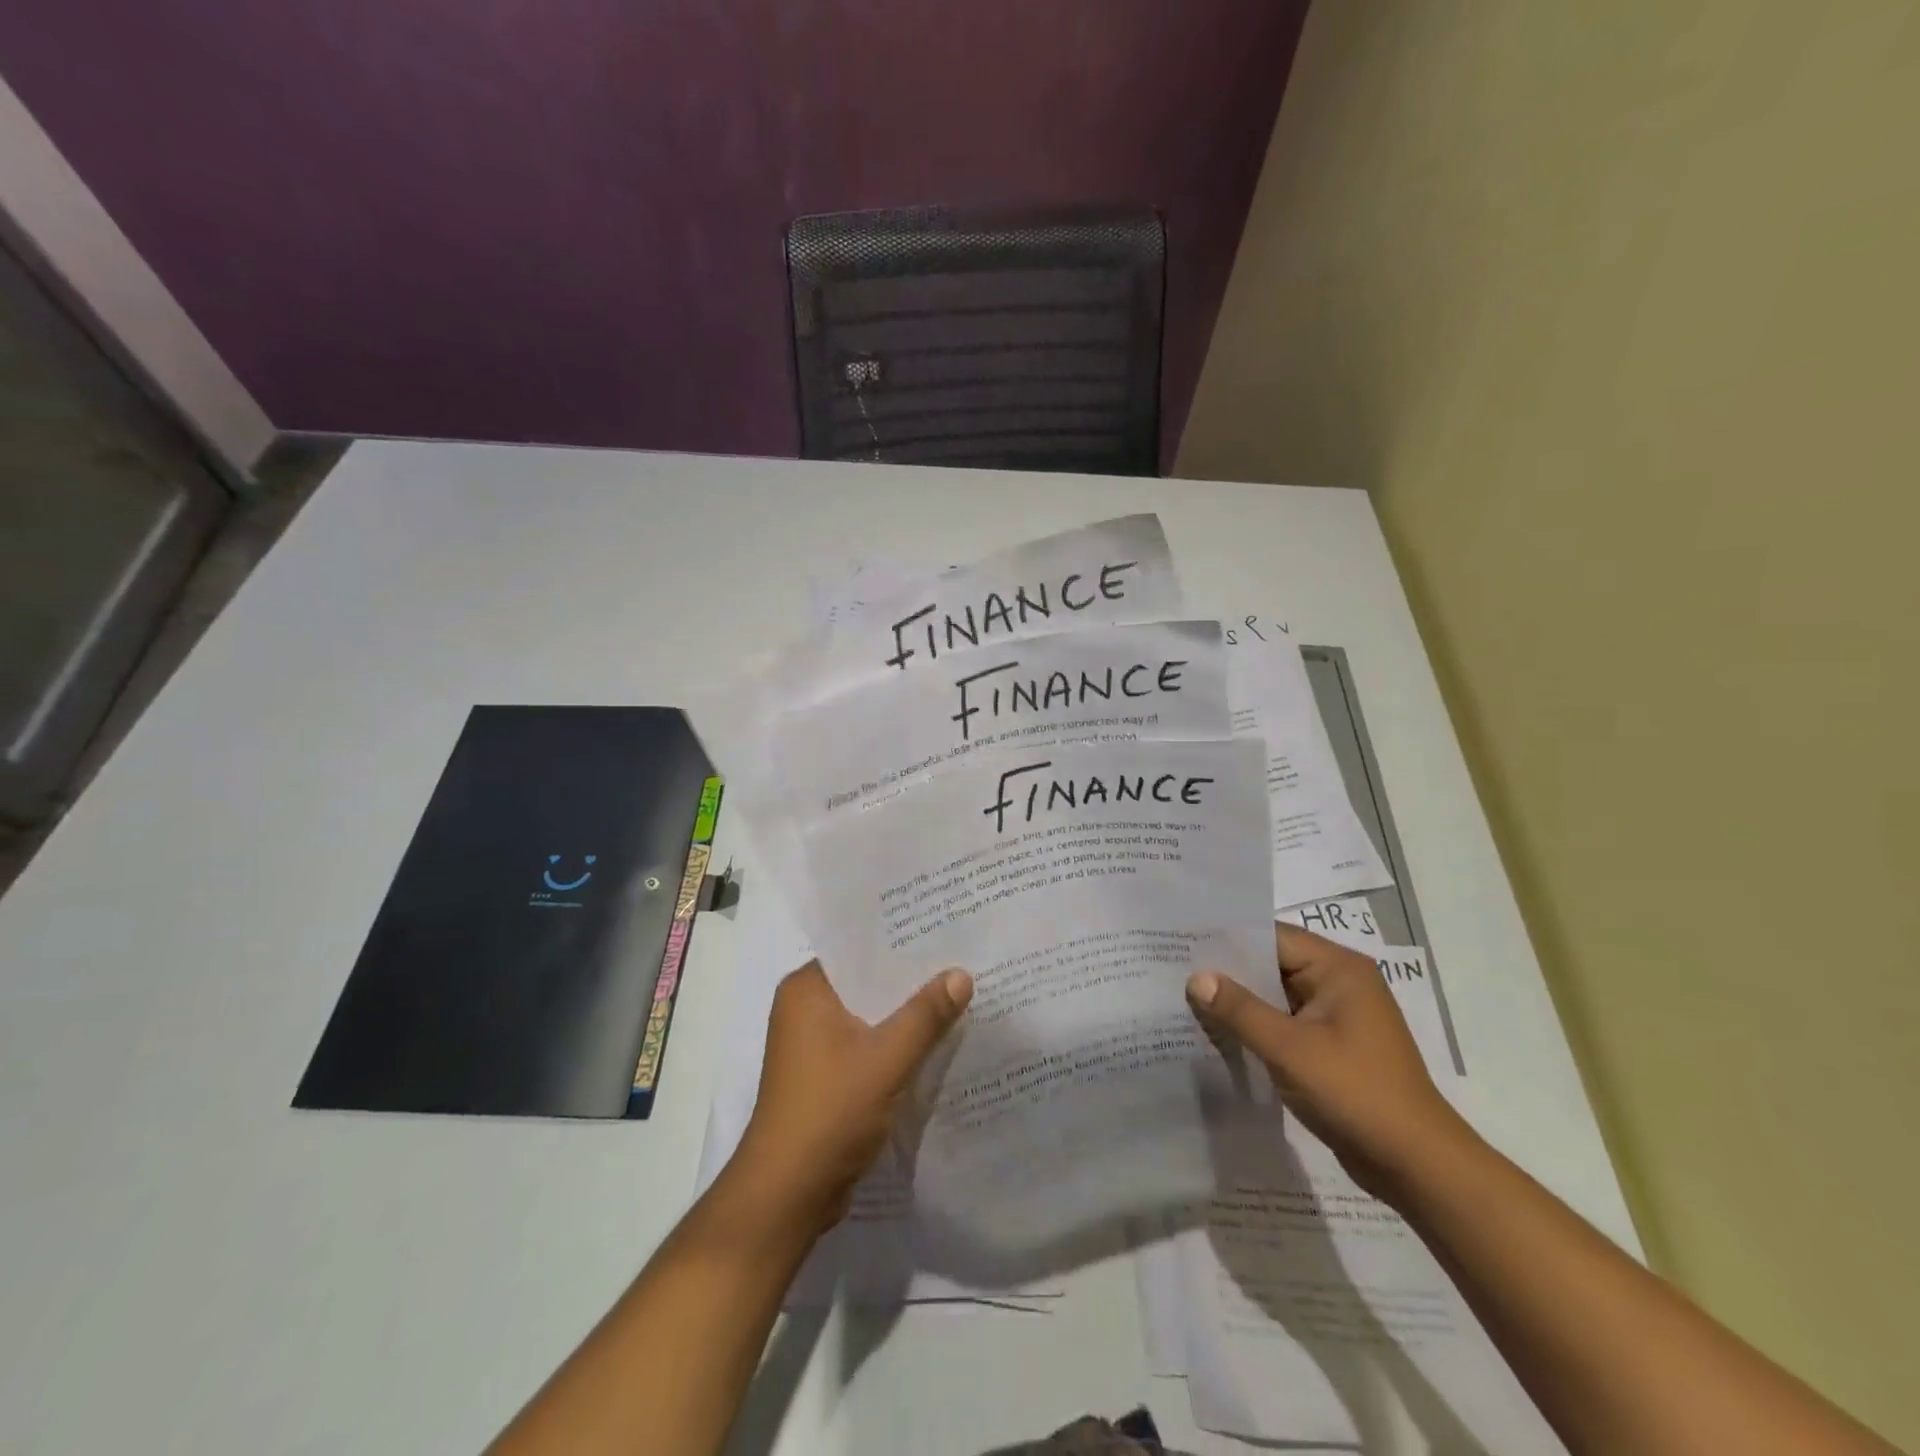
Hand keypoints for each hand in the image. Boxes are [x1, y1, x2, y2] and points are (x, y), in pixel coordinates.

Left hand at [729, 961, 972, 1234]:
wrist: (788, 1194)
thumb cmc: (830, 1111)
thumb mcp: (887, 1058)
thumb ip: (926, 1015)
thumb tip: (962, 974)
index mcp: (806, 989)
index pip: (858, 949)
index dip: (900, 941)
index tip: (942, 930)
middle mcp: (804, 1008)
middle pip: (866, 982)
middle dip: (909, 979)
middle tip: (960, 959)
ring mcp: (812, 1045)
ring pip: (869, 1015)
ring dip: (905, 1014)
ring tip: (956, 993)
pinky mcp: (824, 1076)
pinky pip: (866, 1044)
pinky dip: (894, 1043)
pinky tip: (934, 1040)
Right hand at [1187, 924, 1469, 1196]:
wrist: (1417, 1167)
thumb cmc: (1355, 1094)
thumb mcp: (1289, 1048)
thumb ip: (1239, 1010)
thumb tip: (1196, 978)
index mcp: (1338, 969)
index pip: (1272, 937)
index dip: (1227, 940)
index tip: (1183, 943)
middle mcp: (1340, 984)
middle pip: (1273, 965)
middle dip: (1229, 973)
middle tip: (1176, 972)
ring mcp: (1338, 1018)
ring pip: (1276, 997)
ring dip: (1241, 1004)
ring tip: (1188, 1001)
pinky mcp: (1332, 1048)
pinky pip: (1285, 1025)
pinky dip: (1257, 1028)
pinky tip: (1221, 1036)